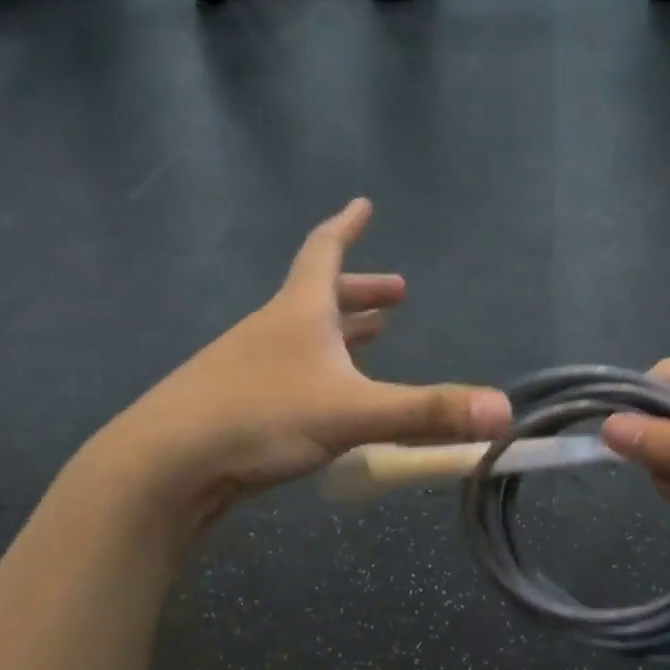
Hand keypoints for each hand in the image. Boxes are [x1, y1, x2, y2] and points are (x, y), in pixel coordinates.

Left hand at [94, 199, 510, 527]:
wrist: (164, 465)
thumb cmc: (260, 417)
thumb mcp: (355, 413)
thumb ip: (429, 412)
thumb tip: (504, 413)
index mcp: (298, 312)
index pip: (324, 252)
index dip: (346, 228)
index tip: (363, 203)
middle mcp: (272, 329)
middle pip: (320, 296)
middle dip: (362, 292)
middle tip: (398, 295)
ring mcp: (249, 366)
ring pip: (304, 337)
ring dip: (342, 332)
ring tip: (374, 337)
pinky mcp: (237, 405)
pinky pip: (291, 373)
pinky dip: (320, 371)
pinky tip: (330, 400)